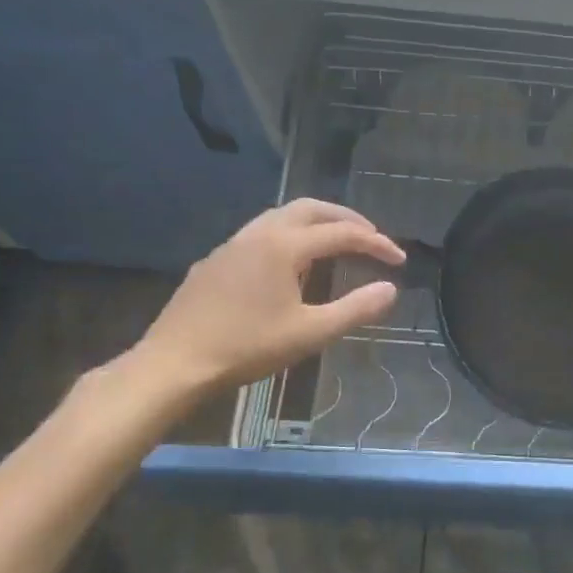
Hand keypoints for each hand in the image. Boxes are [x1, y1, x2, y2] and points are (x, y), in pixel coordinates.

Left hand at [137, 200, 404, 394]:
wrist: (174, 363)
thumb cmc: (247, 347)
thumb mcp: (311, 333)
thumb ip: (355, 309)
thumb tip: (391, 289)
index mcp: (284, 246)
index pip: (343, 233)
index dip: (376, 244)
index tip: (399, 261)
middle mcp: (259, 233)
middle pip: (311, 208)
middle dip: (347, 218)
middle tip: (372, 236)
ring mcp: (232, 245)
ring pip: (282, 216)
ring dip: (316, 222)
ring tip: (336, 243)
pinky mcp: (215, 261)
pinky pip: (261, 233)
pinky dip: (290, 235)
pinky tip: (290, 264)